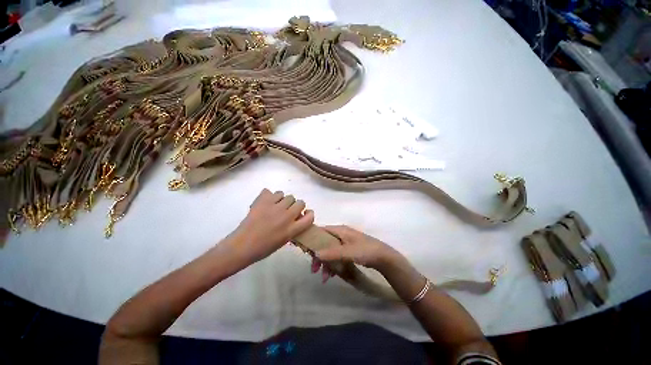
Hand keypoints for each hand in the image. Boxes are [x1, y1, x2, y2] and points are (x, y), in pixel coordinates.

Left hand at [226, 189, 313, 265]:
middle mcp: (287, 216)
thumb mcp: (284, 240)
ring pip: (288, 196)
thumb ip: (293, 228)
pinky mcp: (264, 201)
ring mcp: (275, 207)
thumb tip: (296, 217)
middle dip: (296, 205)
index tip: (304, 213)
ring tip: (276, 206)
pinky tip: (267, 202)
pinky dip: (272, 196)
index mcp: (292, 229)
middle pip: (300, 202)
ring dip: (285, 200)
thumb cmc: (263, 248)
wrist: (242, 246)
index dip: (309, 213)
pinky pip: (274, 192)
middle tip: (288, 210)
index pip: (310, 216)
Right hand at [311, 225, 400, 281]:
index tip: (305, 251)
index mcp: (340, 230)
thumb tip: (315, 254)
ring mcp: (345, 243)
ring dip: (325, 263)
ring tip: (324, 278)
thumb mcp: (348, 251)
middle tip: (314, 269)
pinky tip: (332, 275)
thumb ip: (332, 252)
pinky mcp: (349, 251)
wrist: (384, 258)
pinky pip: (336, 256)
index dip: (312, 239)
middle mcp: (341, 234)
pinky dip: (333, 265)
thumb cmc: (365, 251)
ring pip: (330, 251)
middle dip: (319, 256)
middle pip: (324, 243)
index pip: (321, 230)